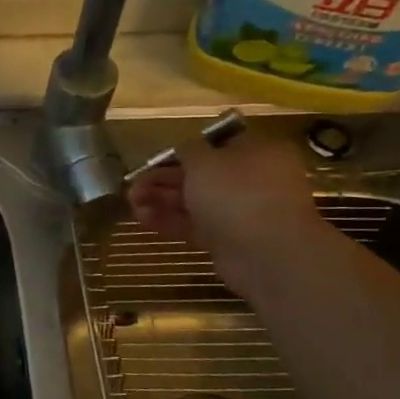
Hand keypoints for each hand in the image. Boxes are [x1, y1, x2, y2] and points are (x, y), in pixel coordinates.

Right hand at [126, 130, 325, 293]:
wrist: (267, 253)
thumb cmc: (236, 193)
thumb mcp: (204, 160)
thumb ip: (188, 150)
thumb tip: (184, 149)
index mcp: (256, 152)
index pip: (216, 144)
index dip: (184, 150)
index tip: (157, 159)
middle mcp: (252, 179)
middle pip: (201, 175)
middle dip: (164, 179)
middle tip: (135, 185)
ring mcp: (242, 212)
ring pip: (195, 201)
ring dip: (162, 200)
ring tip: (132, 203)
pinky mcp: (229, 240)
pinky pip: (195, 225)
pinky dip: (170, 221)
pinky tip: (143, 219)